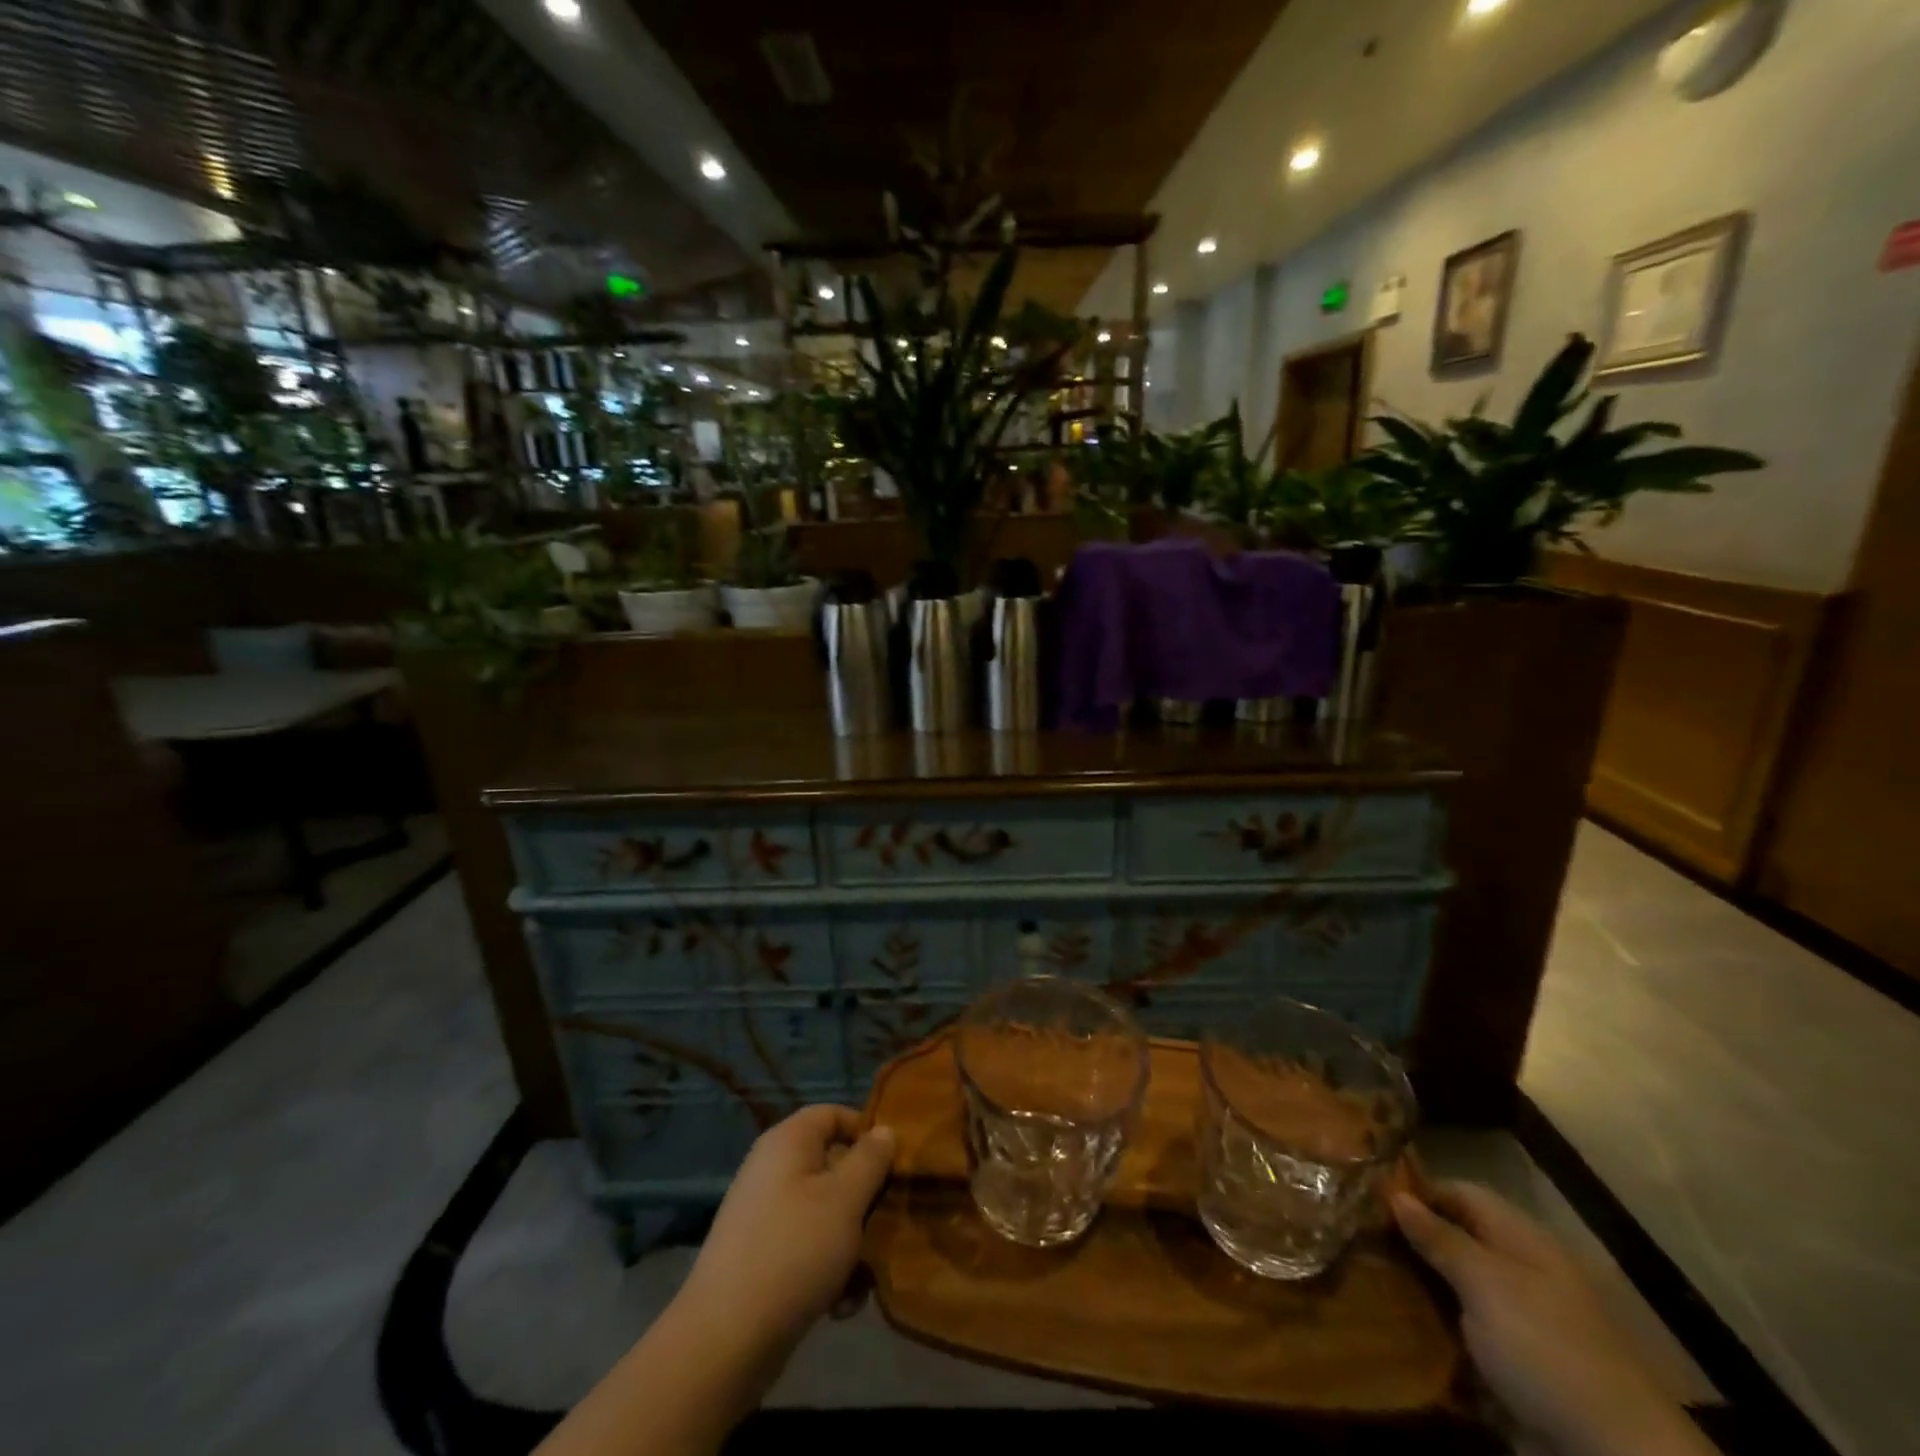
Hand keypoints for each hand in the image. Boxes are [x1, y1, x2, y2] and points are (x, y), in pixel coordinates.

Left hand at [677, 1105, 894, 1367]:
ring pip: (825, 1213)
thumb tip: (884, 1130)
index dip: (866, 1130)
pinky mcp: (761, 1258)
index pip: (833, 1113)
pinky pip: (807, 1248)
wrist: (725, 1342)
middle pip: (833, 1166)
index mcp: (788, 1142)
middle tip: (887, 1226)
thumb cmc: (794, 1250)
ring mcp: (764, 1215)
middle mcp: (773, 1169)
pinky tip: (841, 1306)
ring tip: (863, 1280)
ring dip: (851, 1244)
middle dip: (864, 1200)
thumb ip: (871, 1160)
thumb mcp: (845, 1199)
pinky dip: (828, 1271)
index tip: (895, 1163)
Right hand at [1393, 1181, 1713, 1455]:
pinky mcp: (1511, 1366)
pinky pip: (1460, 1334)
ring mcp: (1516, 1322)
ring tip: (1364, 1279)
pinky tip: (1395, 1327)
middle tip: (1354, 1238)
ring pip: (1451, 1288)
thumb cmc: (1547, 1348)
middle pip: (1452, 1240)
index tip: (1366, 1198)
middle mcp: (1518, 1272)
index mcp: (1520, 1239)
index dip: (1415, 1191)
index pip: (1458, 1192)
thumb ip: (1438, 1237)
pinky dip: (1430, 1329)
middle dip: (1407, 1241)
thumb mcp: (1486, 1283)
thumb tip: (1394, 1193)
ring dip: (1414, 1286)